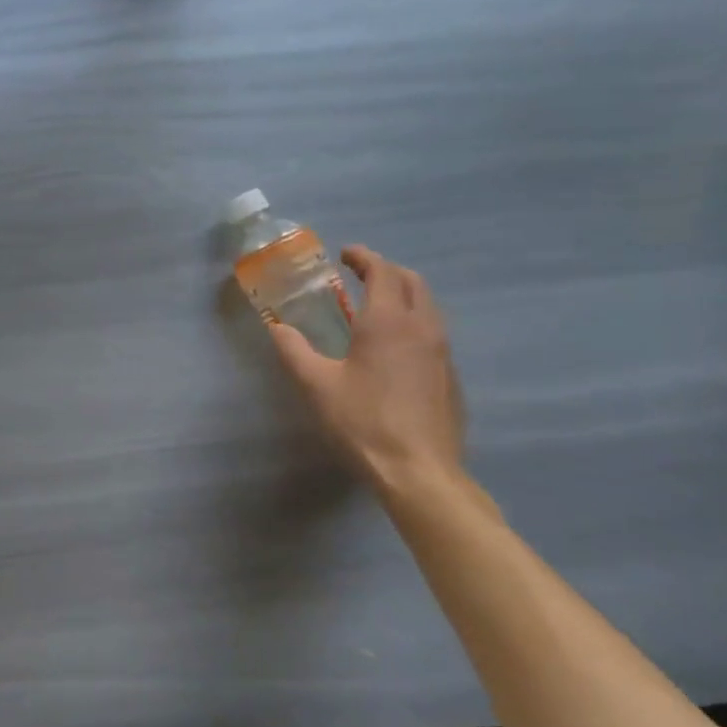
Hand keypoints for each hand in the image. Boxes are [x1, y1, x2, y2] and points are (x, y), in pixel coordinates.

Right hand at [270, 245, 464, 491]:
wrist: (419, 472)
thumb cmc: (363, 422)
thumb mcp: (316, 385)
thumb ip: (293, 350)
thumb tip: (276, 327)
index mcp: (388, 321)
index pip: (382, 271)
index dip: (363, 257)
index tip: (345, 254)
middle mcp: (422, 327)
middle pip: (412, 282)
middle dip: (386, 271)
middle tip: (360, 275)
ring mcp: (442, 353)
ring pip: (428, 307)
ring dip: (403, 295)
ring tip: (376, 307)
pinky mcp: (450, 377)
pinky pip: (433, 333)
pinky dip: (414, 322)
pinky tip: (394, 348)